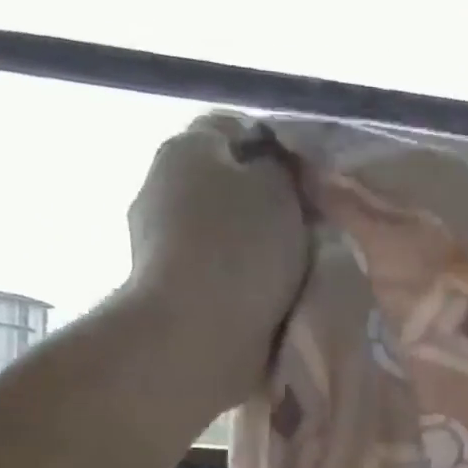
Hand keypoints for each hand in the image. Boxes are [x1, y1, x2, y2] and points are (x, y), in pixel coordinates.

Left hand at [124, 115, 310, 410]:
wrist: (196, 336)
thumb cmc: (240, 251)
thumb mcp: (278, 188)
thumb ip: (280, 167)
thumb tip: (274, 168)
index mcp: (185, 147)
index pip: (237, 130)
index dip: (279, 155)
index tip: (309, 188)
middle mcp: (161, 186)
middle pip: (227, 186)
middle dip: (264, 207)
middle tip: (306, 234)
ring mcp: (158, 243)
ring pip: (221, 234)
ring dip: (252, 251)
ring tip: (291, 276)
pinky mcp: (166, 291)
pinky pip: (215, 275)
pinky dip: (238, 285)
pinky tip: (264, 303)